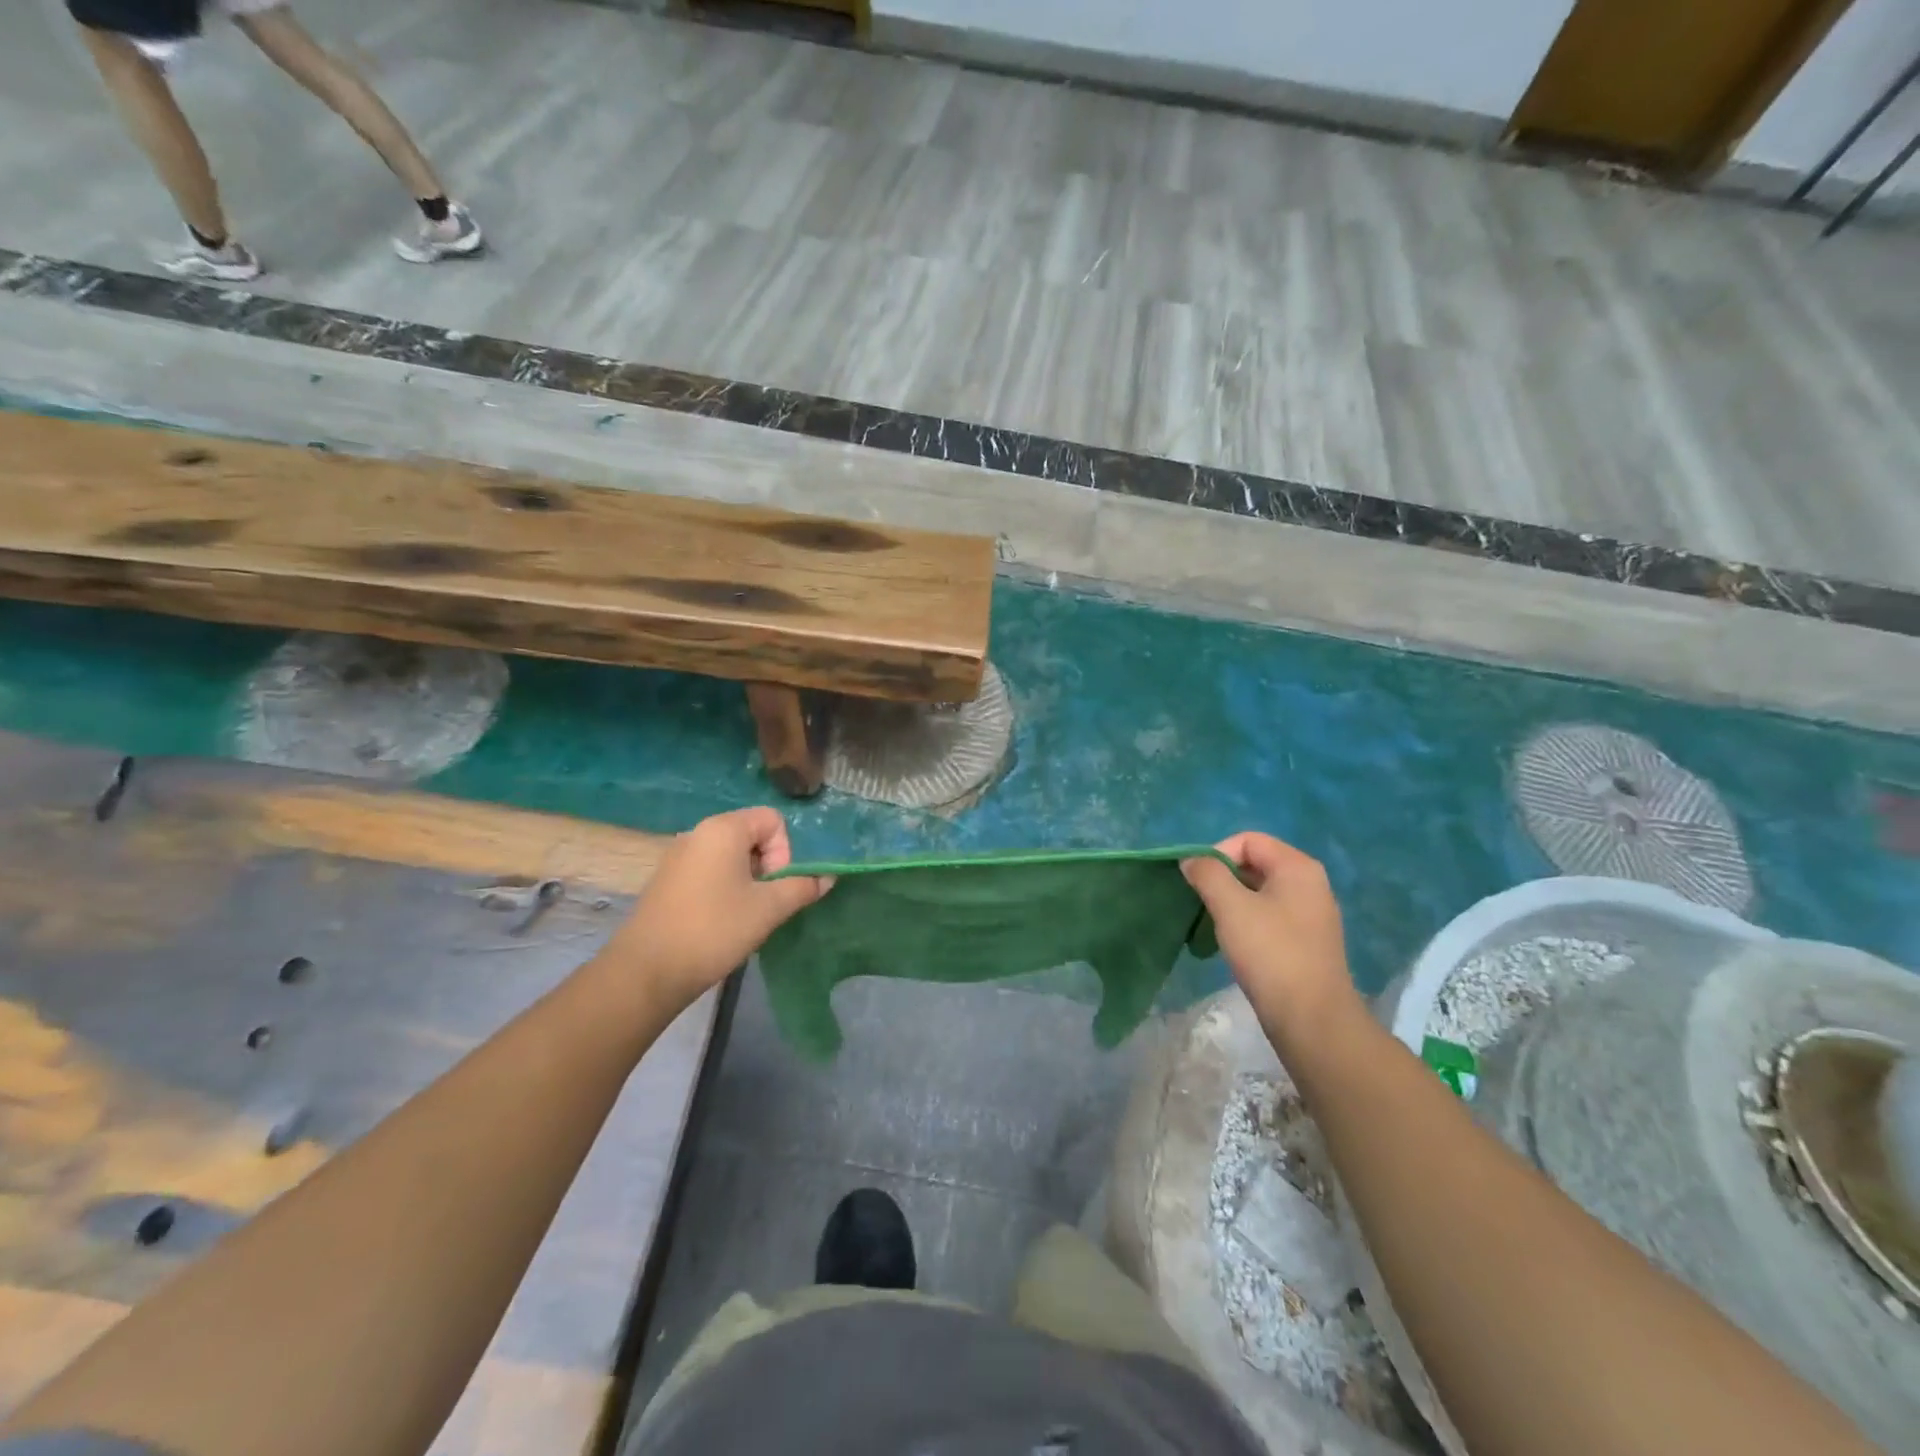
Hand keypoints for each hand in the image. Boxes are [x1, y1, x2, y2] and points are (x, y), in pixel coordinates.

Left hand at [599, 807, 832, 1011]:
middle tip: (764, 903)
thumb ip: (802, 887)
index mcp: (723, 829)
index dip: (784, 851)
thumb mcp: (768, 909)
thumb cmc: (713, 930)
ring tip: (744, 916)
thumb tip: (828, 877)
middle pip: (751, 835)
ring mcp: (678, 856)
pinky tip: (720, 921)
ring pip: (730, 856)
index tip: (775, 886)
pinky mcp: (667, 880)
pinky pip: (709, 870)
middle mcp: (698, 833)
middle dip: (768, 866)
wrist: (646, 971)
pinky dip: (724, 888)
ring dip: (747, 880)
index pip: (772, 820)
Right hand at [1183, 832, 1360, 1037]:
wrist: (1312, 1019)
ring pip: (1260, 892)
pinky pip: (1269, 915)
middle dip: (1222, 878)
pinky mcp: (1307, 940)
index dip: (1217, 853)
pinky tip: (1234, 944)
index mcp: (1297, 867)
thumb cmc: (1270, 953)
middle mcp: (1310, 883)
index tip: (1198, 882)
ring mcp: (1311, 914)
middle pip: (1255, 863)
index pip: (1248, 840)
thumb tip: (1192, 860)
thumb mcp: (1230, 907)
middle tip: (1201, 902)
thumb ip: (1207, 874)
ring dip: (1231, 901)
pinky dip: (1246, 921)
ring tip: (1214, 924)